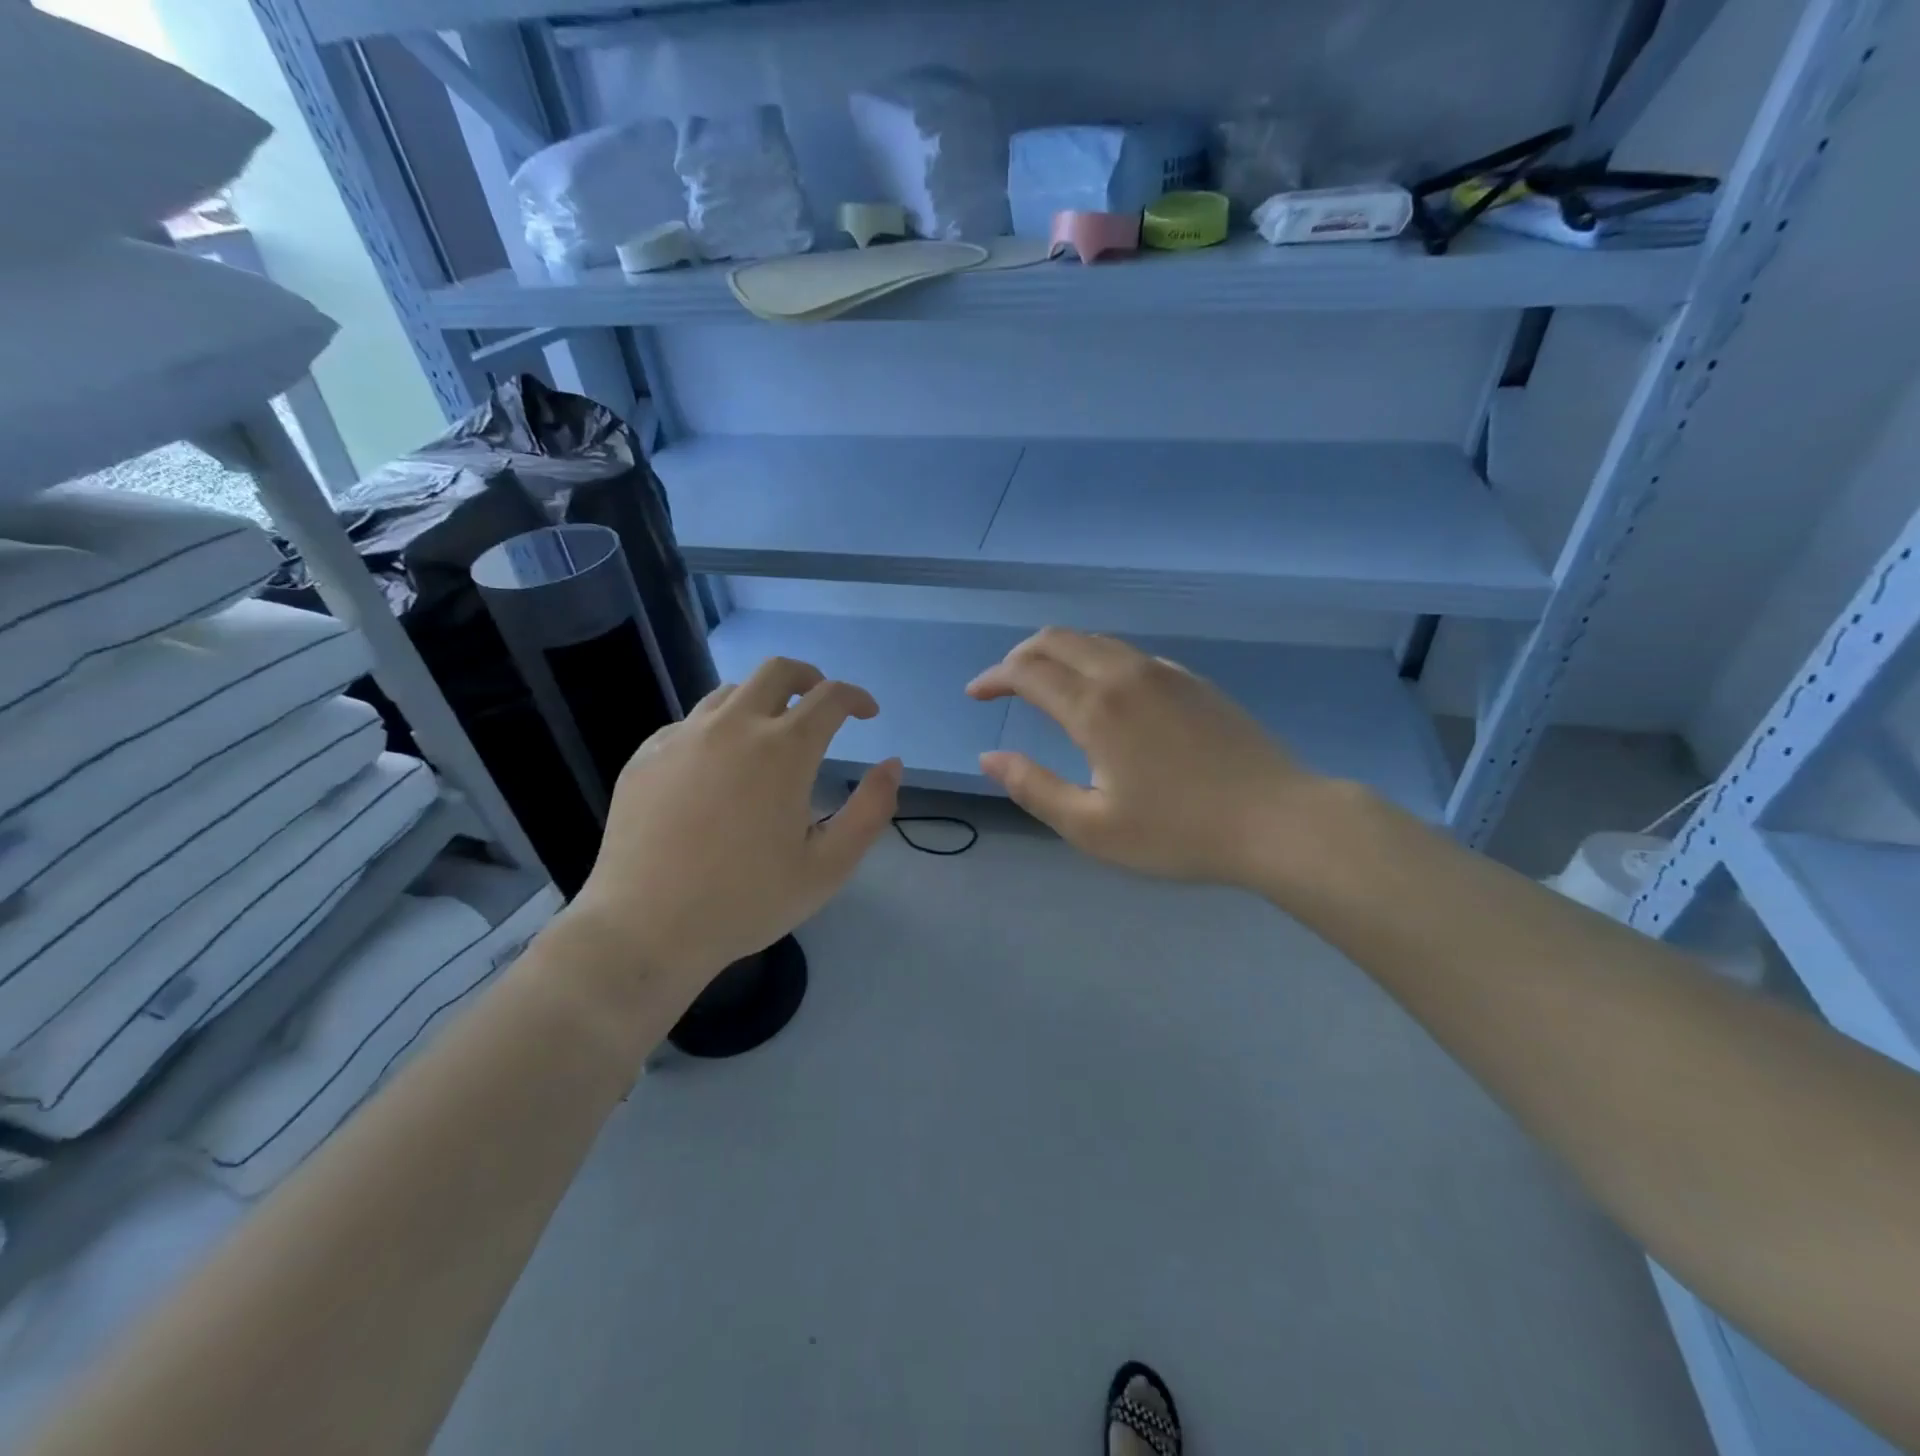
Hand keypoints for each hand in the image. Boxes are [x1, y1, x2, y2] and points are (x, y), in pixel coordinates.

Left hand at [566, 657, 899, 1004]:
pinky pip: (690, 723)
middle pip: (777, 670)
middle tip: (821, 704)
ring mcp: (682, 737)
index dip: (856, 698)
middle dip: (810, 678)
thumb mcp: (829, 866)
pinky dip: (718, 729)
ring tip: (770, 735)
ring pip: (730, 692)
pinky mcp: (646, 755)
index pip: (830, 697)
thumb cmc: (747, 901)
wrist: (646, 929)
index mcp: (783, 749)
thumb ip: (871, 810)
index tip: (867, 714)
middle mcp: (733, 726)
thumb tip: (892, 764)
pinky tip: (717, 767)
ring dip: (762, 701)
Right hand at [967, 628, 1320, 889]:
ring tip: (1046, 684)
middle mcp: (1126, 674)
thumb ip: (1034, 788)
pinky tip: (1105, 695)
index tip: (975, 693)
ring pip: (1097, 641)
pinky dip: (1098, 661)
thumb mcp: (1092, 827)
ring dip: (1060, 653)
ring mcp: (1165, 673)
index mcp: (1096, 707)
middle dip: (1021, 655)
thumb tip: (990, 757)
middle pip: (1059, 639)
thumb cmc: (1179, 833)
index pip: (1028, 671)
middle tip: (1003, 683)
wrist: (1278, 820)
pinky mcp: (1194, 681)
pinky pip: (1130, 655)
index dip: (994, 677)